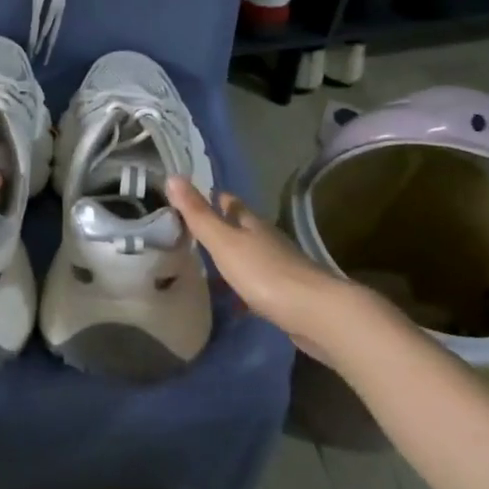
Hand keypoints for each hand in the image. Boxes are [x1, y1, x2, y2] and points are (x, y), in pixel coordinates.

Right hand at [167, 177, 360, 352]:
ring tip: (208, 267)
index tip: (191, 201)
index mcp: (252, 224)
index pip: (230, 203)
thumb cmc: (264, 273)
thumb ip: (198, 214)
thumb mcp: (224, 242)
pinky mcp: (288, 293)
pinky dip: (245, 285)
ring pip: (251, 255)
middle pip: (242, 228)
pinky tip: (235, 299)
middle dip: (222, 228)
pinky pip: (259, 282)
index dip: (213, 199)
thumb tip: (173, 175)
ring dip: (233, 258)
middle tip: (194, 234)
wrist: (316, 313)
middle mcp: (268, 239)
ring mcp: (281, 266)